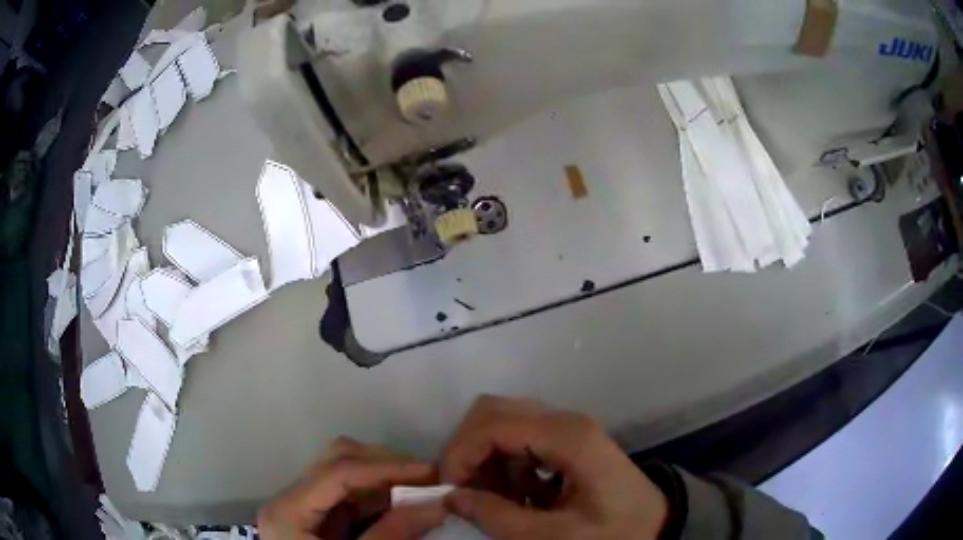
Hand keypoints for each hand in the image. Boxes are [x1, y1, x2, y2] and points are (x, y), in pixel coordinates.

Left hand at [258, 438, 445, 539]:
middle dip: (386, 466)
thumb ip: (390, 536)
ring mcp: (302, 507)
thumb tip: (437, 506)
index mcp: (288, 511)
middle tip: (429, 479)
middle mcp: (290, 499)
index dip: (386, 467)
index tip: (431, 472)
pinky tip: (404, 506)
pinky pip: (349, 498)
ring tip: (422, 491)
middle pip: (337, 461)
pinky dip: (379, 498)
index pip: (338, 472)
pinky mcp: (317, 519)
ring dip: (385, 479)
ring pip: (345, 475)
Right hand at [440, 396, 667, 539]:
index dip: (460, 454)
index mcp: (566, 437)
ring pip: (502, 424)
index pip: (491, 425)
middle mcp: (563, 421)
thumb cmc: (612, 533)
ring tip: (496, 500)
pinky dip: (504, 464)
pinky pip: (519, 440)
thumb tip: (451, 496)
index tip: (448, 490)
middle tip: (467, 492)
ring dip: (486, 459)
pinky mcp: (566, 440)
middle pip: (492, 412)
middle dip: (468, 451)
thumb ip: (497, 517)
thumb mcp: (553, 536)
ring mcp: (566, 428)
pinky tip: (518, 495)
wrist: (657, 525)